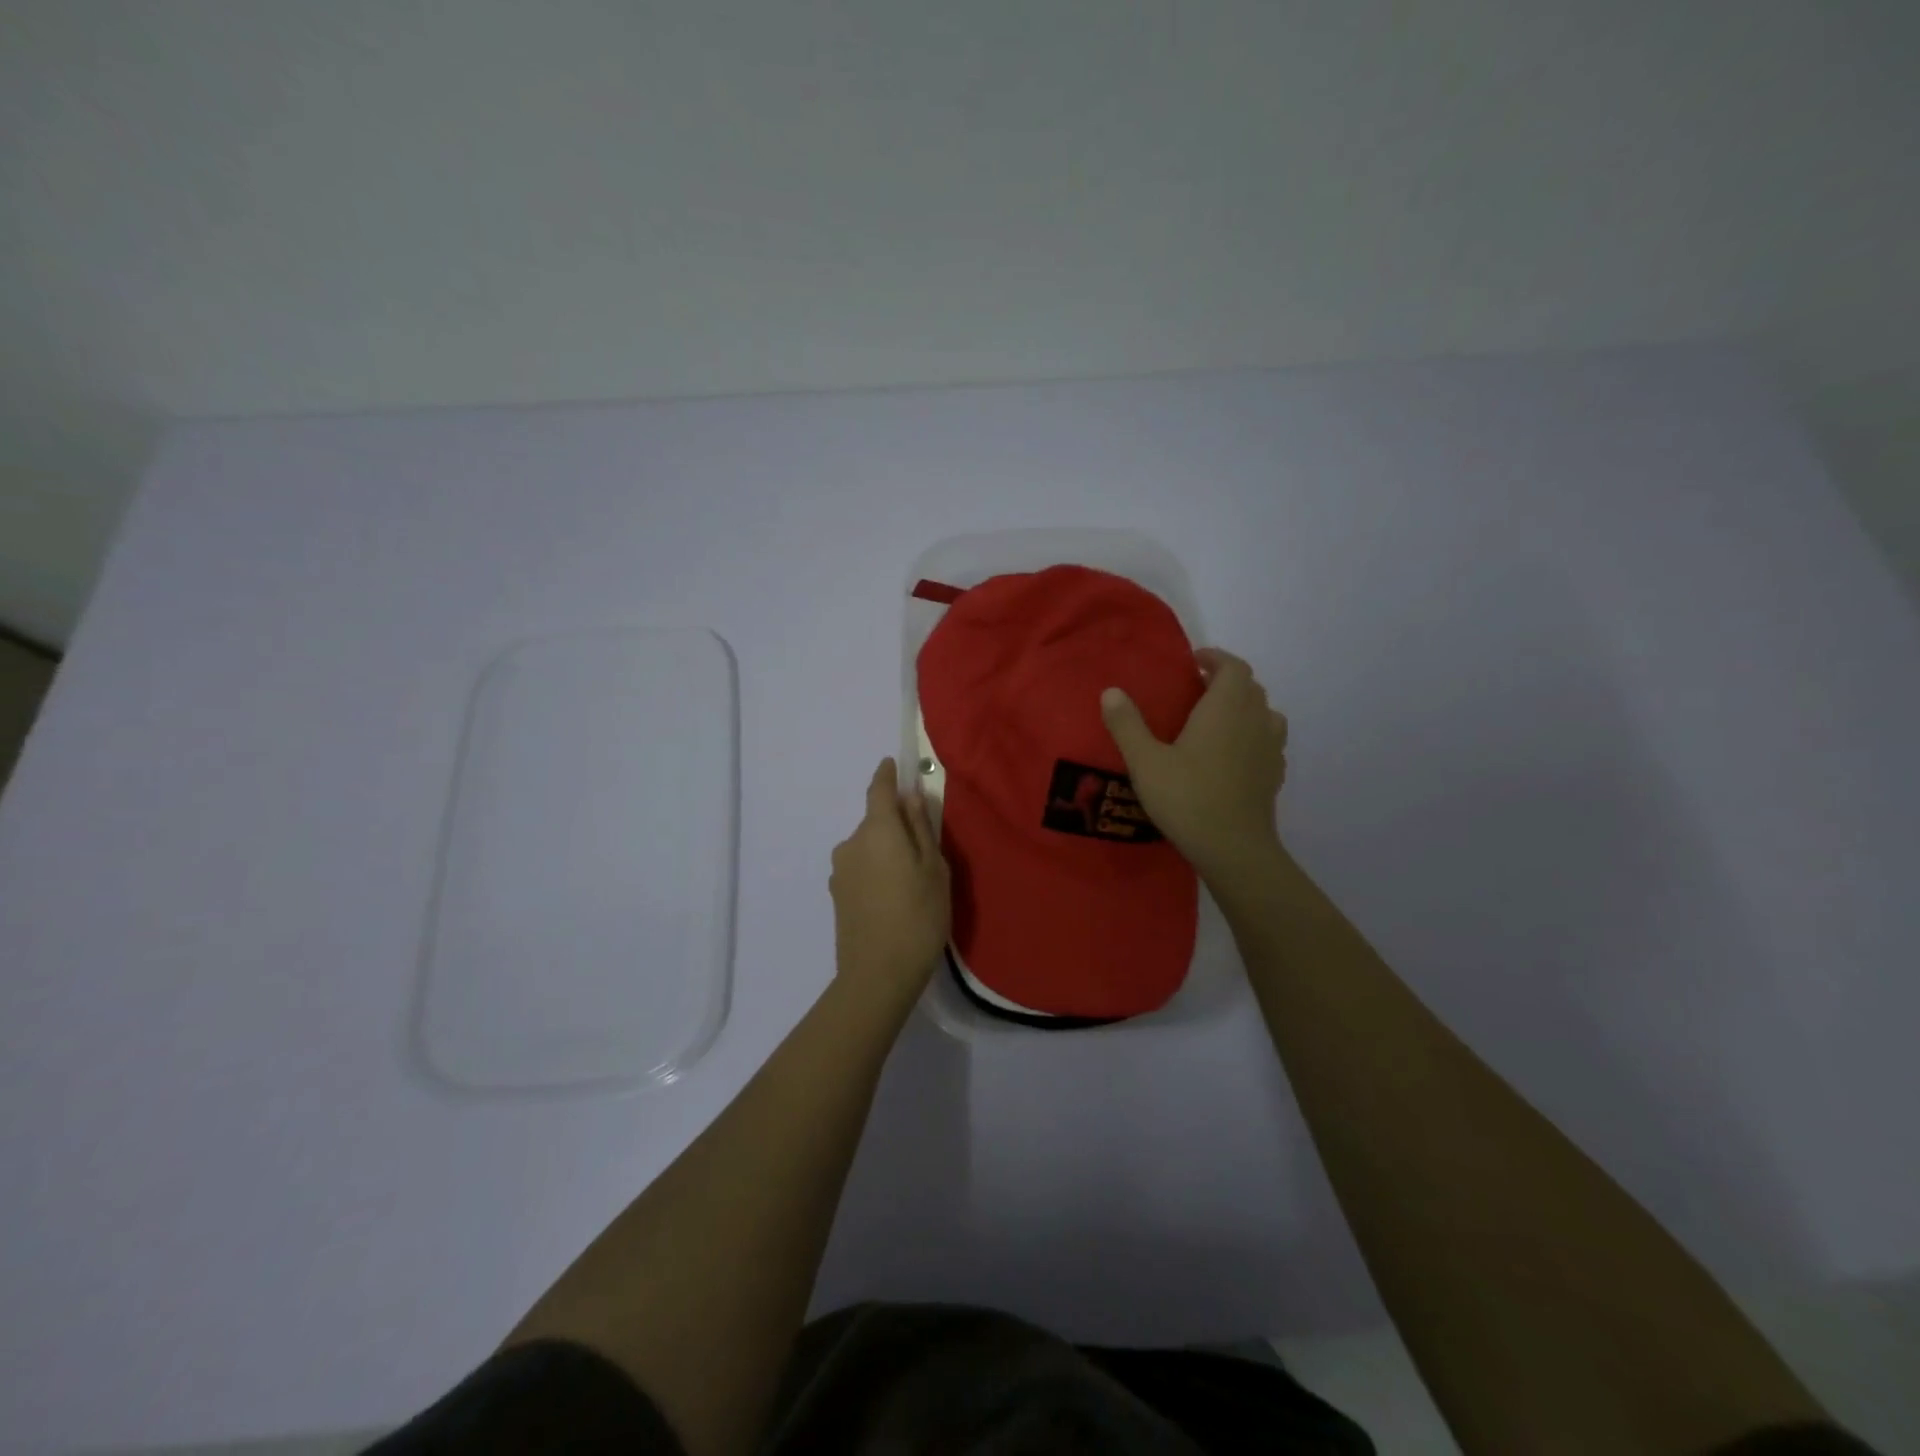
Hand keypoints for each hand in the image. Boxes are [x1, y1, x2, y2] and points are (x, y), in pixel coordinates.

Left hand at [829, 758, 951, 1010]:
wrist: (877, 975)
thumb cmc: (919, 916)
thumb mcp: (934, 868)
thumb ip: (920, 828)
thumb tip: (910, 797)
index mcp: (877, 830)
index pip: (878, 790)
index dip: (886, 776)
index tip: (892, 765)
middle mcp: (851, 843)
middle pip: (874, 822)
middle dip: (894, 825)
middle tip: (922, 849)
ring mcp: (840, 870)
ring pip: (867, 847)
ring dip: (884, 852)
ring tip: (909, 881)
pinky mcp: (837, 894)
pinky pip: (860, 868)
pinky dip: (875, 872)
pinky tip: (892, 898)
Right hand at [1100, 647, 1287, 881]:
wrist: (1233, 849)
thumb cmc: (1187, 798)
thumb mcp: (1145, 761)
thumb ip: (1127, 724)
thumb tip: (1111, 691)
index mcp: (1226, 708)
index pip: (1233, 667)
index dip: (1216, 659)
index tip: (1194, 662)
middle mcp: (1255, 720)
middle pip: (1250, 687)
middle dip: (1226, 681)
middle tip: (1197, 690)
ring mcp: (1270, 748)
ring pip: (1264, 713)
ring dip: (1244, 708)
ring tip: (1217, 721)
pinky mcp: (1274, 775)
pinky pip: (1267, 741)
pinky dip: (1252, 736)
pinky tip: (1232, 755)